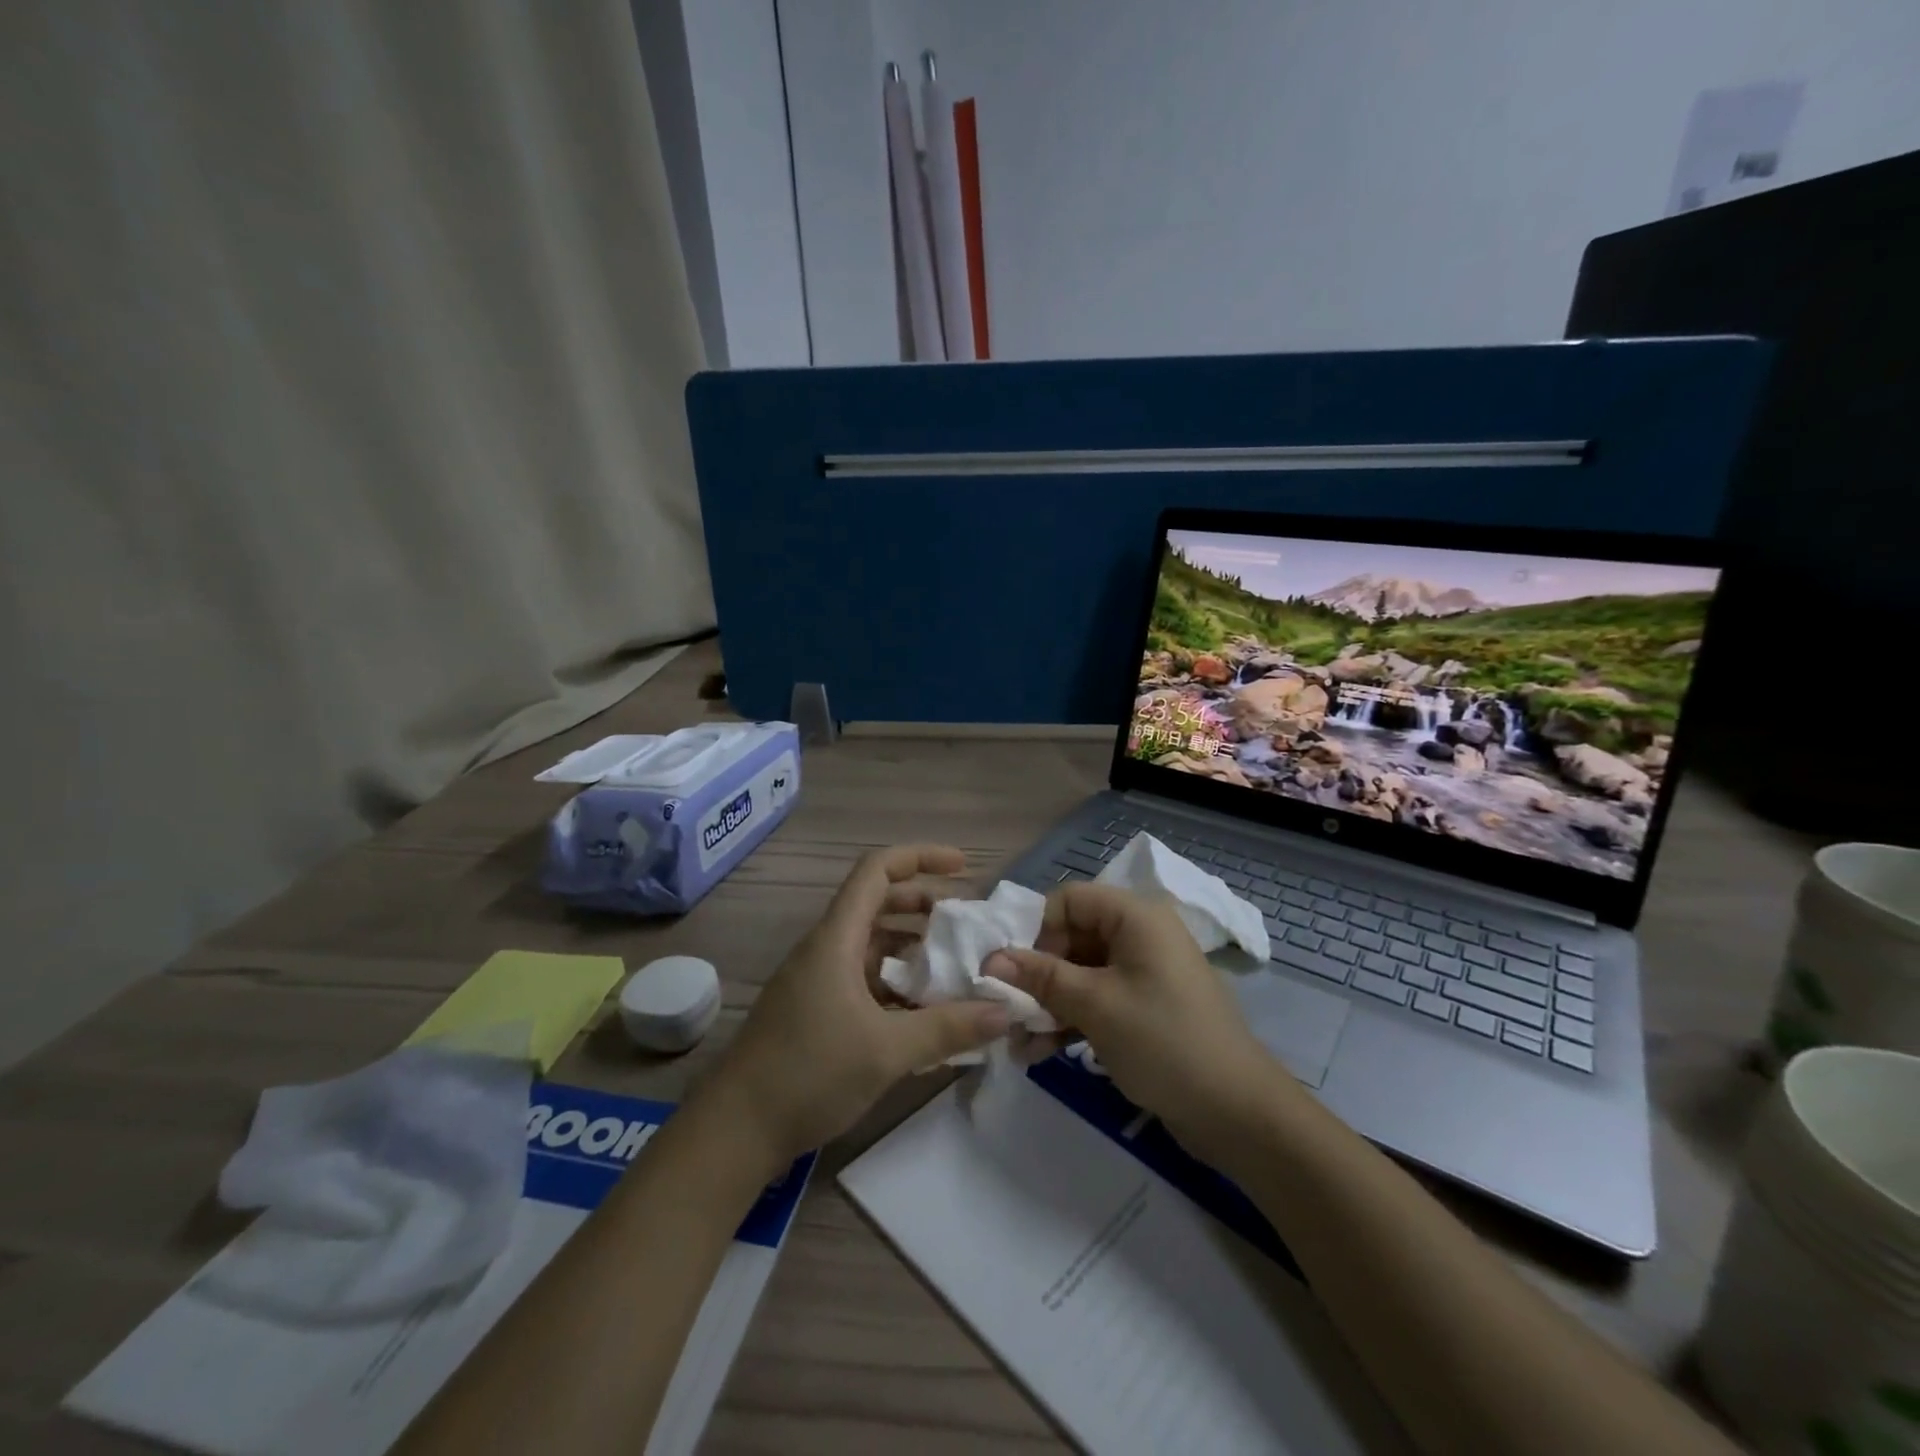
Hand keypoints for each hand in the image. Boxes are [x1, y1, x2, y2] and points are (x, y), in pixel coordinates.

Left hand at [700, 844, 1009, 1167]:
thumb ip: (949, 1028)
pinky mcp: (816, 1011)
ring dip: (913, 949)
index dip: (921, 857)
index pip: (877, 871)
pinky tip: (925, 1012)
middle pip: (878, 904)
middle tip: (967, 923)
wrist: (735, 1131)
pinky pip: (865, 979)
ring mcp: (818, 981)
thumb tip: (1005, 1011)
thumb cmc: (809, 1073)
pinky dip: (897, 984)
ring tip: (956, 967)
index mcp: (836, 939)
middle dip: (925, 905)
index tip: (963, 868)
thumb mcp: (887, 1050)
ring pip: (873, 945)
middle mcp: (826, 949)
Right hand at [986, 883, 1286, 1163]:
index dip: (1037, 929)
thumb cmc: (1163, 1041)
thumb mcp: (1095, 1005)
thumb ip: (1041, 977)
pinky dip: (1070, 1020)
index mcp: (1135, 917)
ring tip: (1016, 1041)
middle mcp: (1140, 935)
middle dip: (1036, 974)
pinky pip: (1097, 1000)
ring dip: (1047, 1003)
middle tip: (1008, 1010)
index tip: (1014, 970)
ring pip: (1080, 973)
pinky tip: (1039, 1053)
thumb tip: (991, 959)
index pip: (1069, 899)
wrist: (1237, 1113)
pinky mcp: (1144, 1008)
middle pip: (1072, 937)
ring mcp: (1143, 973)